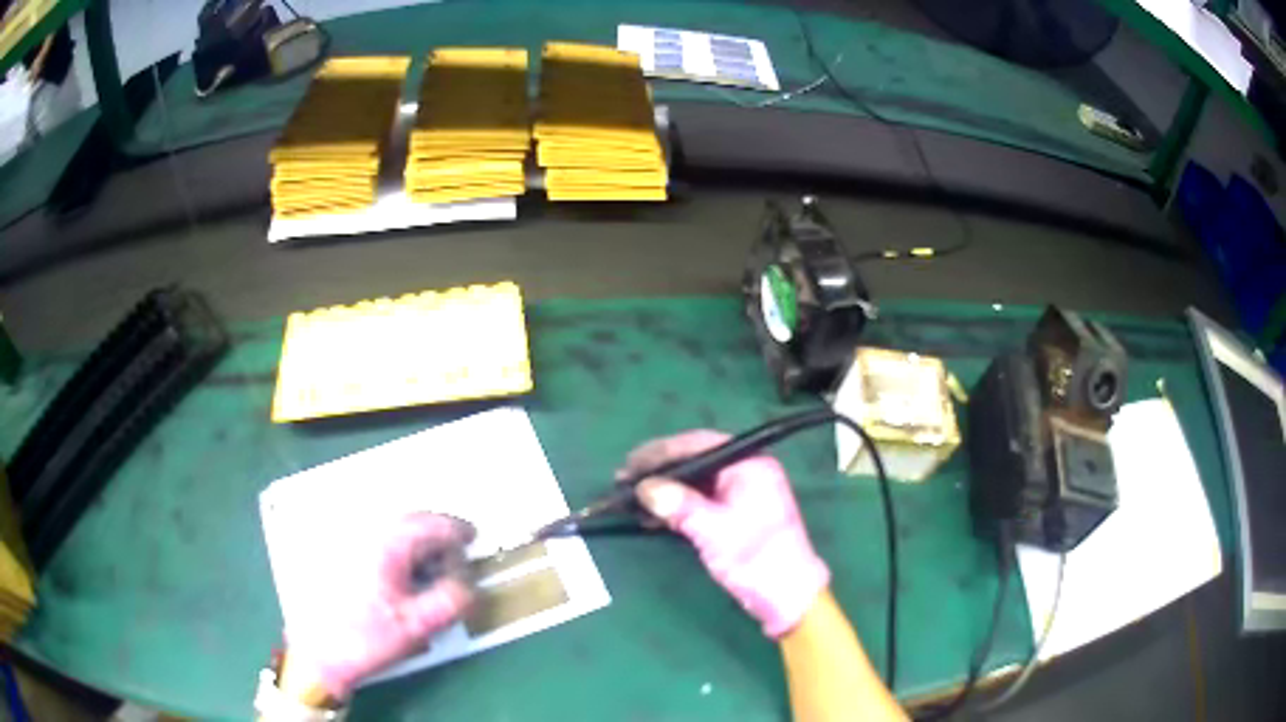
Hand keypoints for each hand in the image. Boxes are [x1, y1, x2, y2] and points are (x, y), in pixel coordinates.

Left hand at [283, 513, 475, 699]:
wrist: (318, 652)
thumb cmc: (367, 638)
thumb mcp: (417, 626)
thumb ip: (451, 601)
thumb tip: (471, 586)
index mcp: (386, 545)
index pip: (429, 523)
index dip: (456, 529)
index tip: (473, 538)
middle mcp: (366, 534)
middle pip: (411, 522)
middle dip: (438, 538)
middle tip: (455, 562)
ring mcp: (350, 543)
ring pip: (394, 532)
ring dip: (418, 546)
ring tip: (431, 574)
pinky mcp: (341, 556)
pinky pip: (379, 543)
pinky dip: (400, 553)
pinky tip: (404, 578)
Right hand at [621, 430, 829, 637]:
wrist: (786, 595)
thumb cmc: (756, 557)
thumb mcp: (714, 529)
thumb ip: (679, 504)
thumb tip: (645, 487)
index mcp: (749, 464)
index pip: (699, 444)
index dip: (662, 451)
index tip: (631, 462)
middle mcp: (746, 471)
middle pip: (695, 460)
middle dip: (660, 470)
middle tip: (624, 478)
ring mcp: (740, 493)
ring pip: (694, 482)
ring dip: (665, 490)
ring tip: (630, 498)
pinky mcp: (733, 514)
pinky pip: (699, 501)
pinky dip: (676, 507)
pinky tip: (652, 516)